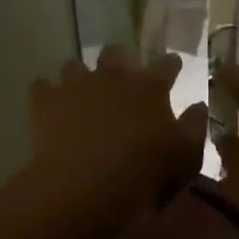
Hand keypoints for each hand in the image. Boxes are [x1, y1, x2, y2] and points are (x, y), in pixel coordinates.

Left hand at [28, 47, 207, 215]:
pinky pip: (41, 86)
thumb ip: (194, 127)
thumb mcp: (185, 157)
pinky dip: (45, 93)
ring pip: (75, 65)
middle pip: (116, 53)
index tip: (173, 67)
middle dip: (119, 61)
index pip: (166, 64)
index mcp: (150, 87)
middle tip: (121, 80)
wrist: (85, 186)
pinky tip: (48, 105)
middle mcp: (113, 76)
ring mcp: (77, 84)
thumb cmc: (144, 173)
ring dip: (79, 77)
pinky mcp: (46, 101)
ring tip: (80, 94)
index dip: (170, 64)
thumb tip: (198, 105)